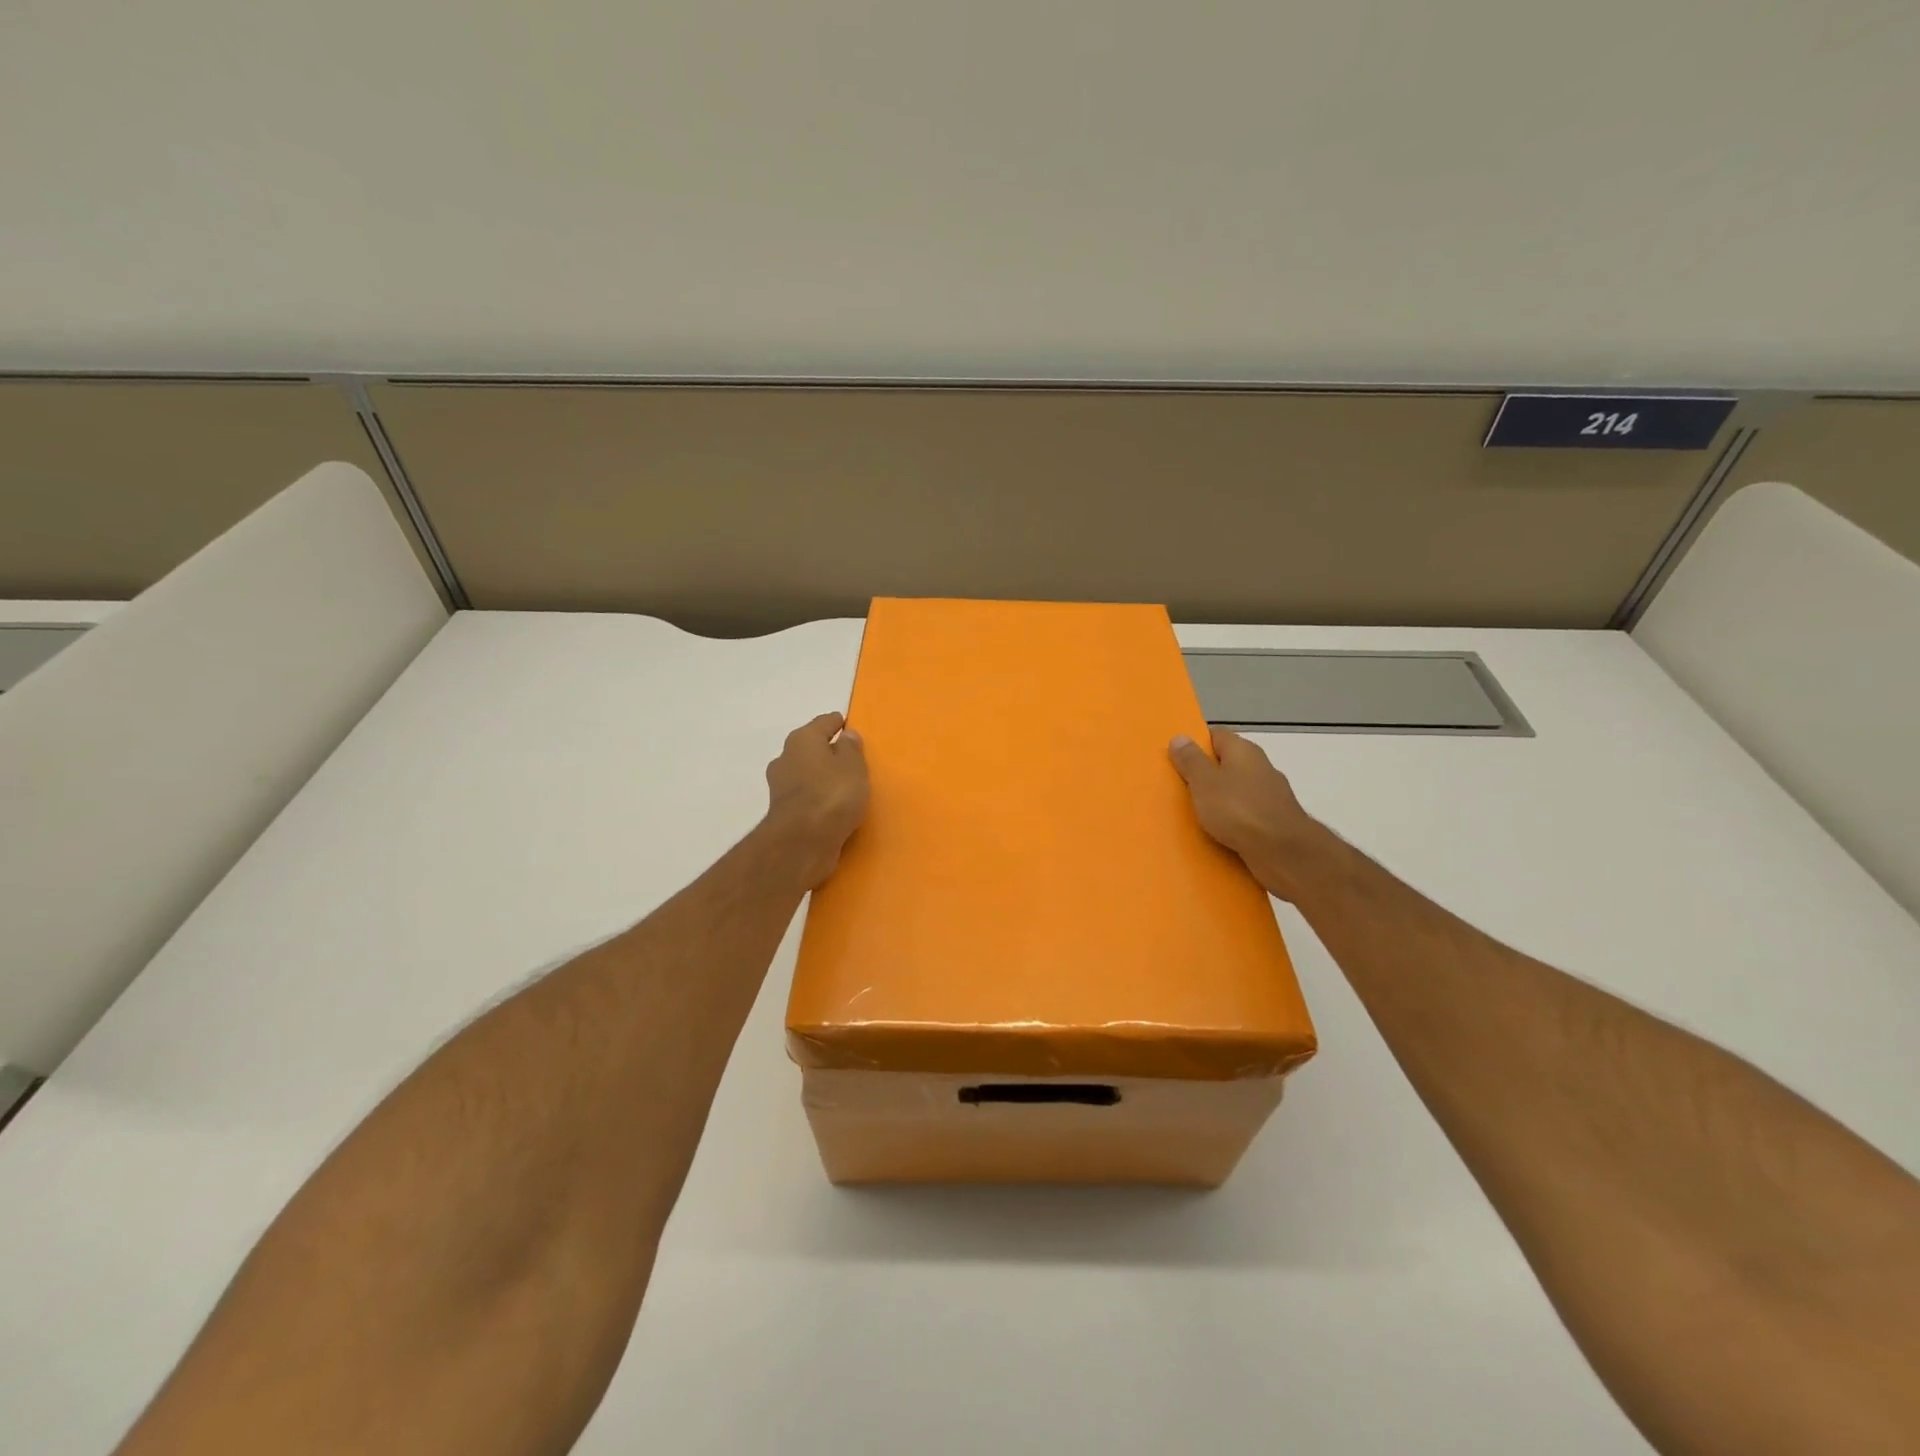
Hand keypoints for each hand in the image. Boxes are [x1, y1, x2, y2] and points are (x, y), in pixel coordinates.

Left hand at [764, 712, 869, 888]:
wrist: (802, 841)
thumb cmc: (832, 794)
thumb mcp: (853, 767)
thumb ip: (851, 749)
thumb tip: (846, 735)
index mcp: (802, 739)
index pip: (823, 723)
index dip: (838, 723)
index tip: (849, 725)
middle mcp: (786, 758)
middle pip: (810, 748)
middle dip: (827, 751)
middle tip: (850, 758)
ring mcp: (781, 787)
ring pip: (806, 774)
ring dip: (821, 777)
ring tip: (844, 785)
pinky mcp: (783, 812)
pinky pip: (806, 797)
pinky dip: (817, 798)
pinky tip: (832, 806)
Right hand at [1169, 729, 1337, 902]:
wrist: (1283, 852)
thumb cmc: (1238, 810)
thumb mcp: (1204, 782)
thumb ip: (1191, 761)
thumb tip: (1180, 737)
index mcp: (1244, 751)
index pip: (1216, 736)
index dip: (1196, 743)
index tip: (1176, 757)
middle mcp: (1260, 767)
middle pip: (1227, 763)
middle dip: (1205, 774)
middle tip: (1178, 786)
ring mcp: (1270, 795)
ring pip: (1236, 791)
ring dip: (1218, 799)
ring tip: (1194, 812)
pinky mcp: (1274, 821)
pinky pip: (1245, 815)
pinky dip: (1232, 821)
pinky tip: (1217, 832)